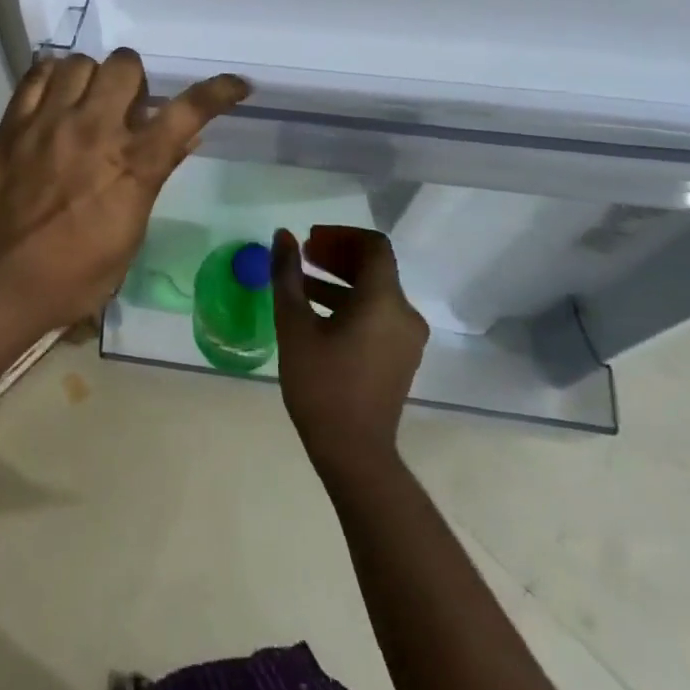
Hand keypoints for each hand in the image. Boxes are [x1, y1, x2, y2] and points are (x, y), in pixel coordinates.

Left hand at [0, 49, 248, 339]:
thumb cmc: (72, 274)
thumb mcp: (128, 235)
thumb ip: (155, 177)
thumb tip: (185, 138)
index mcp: (132, 165)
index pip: (186, 112)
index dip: (217, 91)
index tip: (236, 85)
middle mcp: (95, 130)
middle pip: (125, 65)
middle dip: (134, 79)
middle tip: (125, 105)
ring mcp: (50, 122)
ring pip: (79, 62)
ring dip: (91, 77)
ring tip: (85, 101)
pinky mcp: (13, 123)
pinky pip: (36, 74)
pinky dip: (51, 77)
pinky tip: (52, 97)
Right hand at [274, 226, 429, 476]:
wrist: (354, 454)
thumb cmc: (321, 384)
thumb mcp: (295, 325)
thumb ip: (288, 274)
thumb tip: (283, 236)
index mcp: (384, 300)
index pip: (373, 245)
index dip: (340, 235)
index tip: (310, 241)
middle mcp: (404, 314)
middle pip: (375, 266)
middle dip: (337, 255)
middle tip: (303, 256)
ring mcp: (406, 338)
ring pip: (375, 291)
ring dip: (340, 280)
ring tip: (301, 283)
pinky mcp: (400, 357)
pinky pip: (378, 314)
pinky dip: (350, 303)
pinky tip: (317, 314)